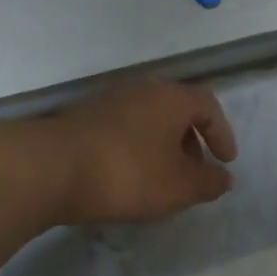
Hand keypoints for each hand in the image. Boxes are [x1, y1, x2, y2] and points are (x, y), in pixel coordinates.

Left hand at [47, 77, 237, 224]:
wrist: (51, 168)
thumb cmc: (128, 173)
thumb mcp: (178, 186)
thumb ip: (208, 182)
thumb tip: (224, 179)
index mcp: (171, 97)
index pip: (208, 105)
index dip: (222, 134)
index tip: (225, 163)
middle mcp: (141, 89)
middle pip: (176, 109)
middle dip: (191, 140)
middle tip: (194, 171)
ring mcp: (108, 100)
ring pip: (147, 118)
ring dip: (162, 145)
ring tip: (162, 178)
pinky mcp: (83, 116)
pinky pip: (123, 128)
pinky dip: (136, 147)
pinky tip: (128, 176)